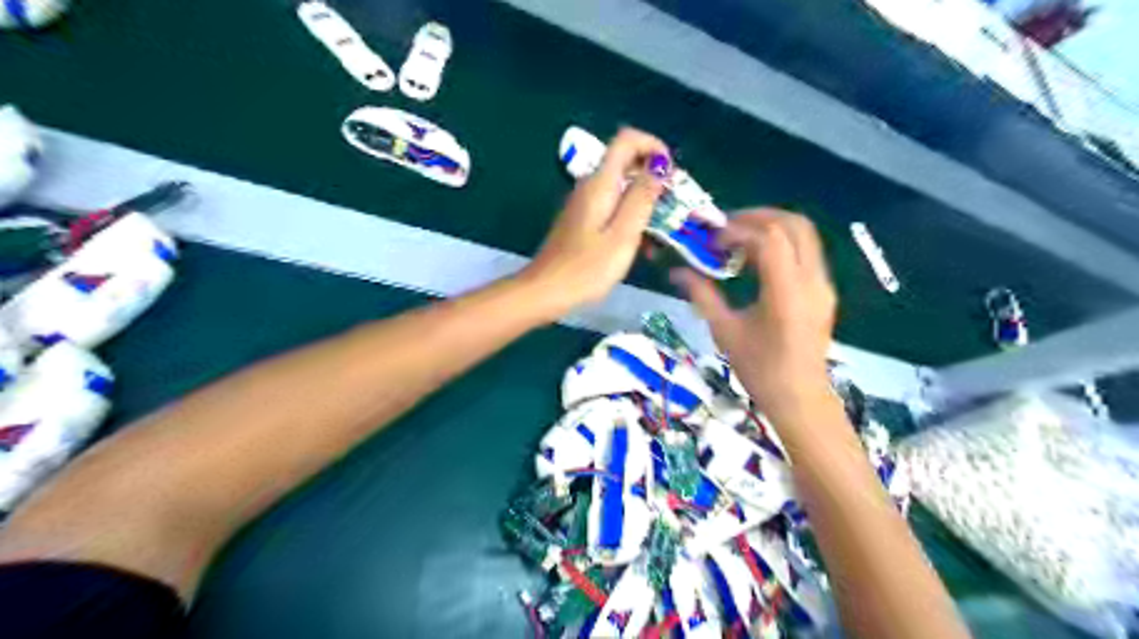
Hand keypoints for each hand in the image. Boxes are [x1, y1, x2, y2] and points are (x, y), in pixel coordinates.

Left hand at [521, 126, 669, 315]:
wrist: (546, 291)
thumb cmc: (587, 268)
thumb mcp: (623, 235)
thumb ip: (642, 197)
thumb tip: (659, 165)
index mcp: (600, 183)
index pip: (627, 139)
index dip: (653, 146)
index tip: (672, 173)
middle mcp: (590, 186)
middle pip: (626, 163)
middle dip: (654, 178)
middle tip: (674, 207)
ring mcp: (584, 204)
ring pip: (622, 189)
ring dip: (645, 204)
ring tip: (662, 235)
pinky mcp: (582, 222)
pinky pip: (612, 208)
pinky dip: (631, 219)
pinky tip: (641, 247)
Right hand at [675, 210, 832, 418]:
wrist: (800, 399)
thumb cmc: (760, 370)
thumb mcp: (725, 331)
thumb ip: (702, 295)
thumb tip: (676, 271)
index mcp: (787, 293)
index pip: (770, 239)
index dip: (739, 229)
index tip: (713, 240)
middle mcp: (812, 281)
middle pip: (794, 225)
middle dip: (758, 217)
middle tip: (726, 226)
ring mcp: (823, 284)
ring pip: (805, 234)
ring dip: (771, 227)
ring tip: (739, 238)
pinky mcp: (824, 290)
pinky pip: (806, 251)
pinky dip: (781, 243)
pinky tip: (757, 258)